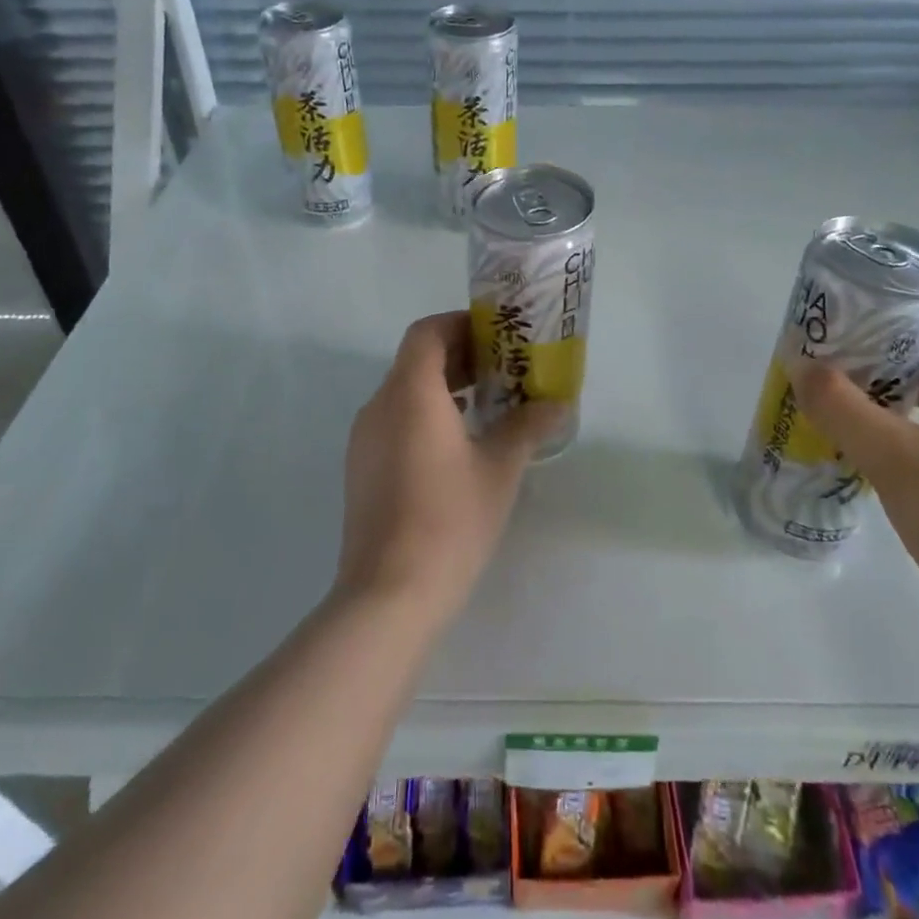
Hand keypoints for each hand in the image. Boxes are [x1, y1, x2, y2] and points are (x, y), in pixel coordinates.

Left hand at [334, 312, 562, 622]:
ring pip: (403, 391)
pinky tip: (457, 444)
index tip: (496, 336)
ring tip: (485, 404)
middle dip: (458, 355)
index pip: (427, 332)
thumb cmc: (450, 520)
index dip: (460, 324)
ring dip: (442, 386)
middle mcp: (379, 406)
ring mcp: (364, 439)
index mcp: (410, 393)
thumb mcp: (499, 468)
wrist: (389, 594)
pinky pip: (394, 420)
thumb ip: (527, 426)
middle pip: (415, 359)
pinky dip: (424, 414)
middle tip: (502, 369)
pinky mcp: (361, 468)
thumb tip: (557, 404)